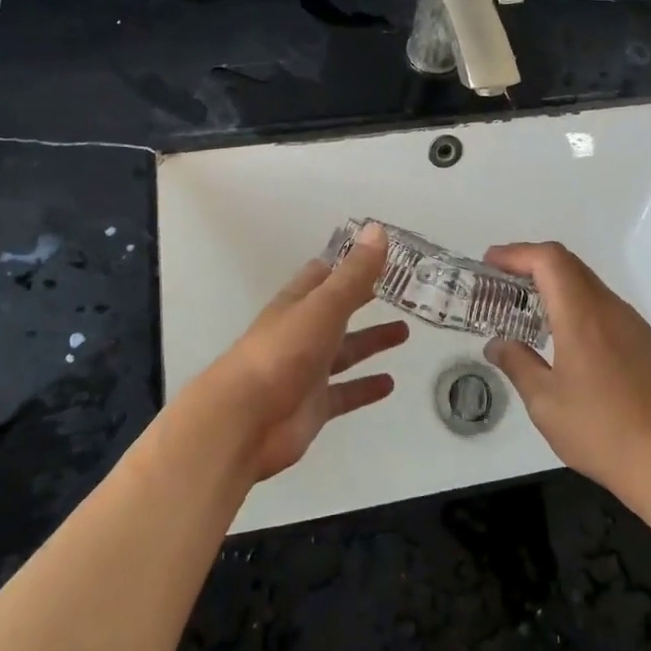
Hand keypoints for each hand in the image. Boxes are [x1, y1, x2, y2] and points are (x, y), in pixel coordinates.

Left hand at [193, 223, 407, 483]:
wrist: (245, 421)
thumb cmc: (283, 353)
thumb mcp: (324, 306)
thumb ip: (354, 274)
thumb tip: (378, 229)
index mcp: (298, 303)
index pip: (324, 274)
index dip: (350, 263)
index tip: (381, 253)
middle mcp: (302, 333)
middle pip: (338, 311)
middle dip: (365, 299)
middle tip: (402, 291)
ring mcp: (307, 371)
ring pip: (345, 351)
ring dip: (371, 341)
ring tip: (405, 332)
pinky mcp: (313, 406)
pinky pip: (345, 393)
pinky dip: (365, 387)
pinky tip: (390, 383)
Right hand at [482, 242, 650, 506]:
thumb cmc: (600, 431)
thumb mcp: (545, 402)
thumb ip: (517, 364)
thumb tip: (497, 344)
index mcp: (582, 315)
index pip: (549, 260)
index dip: (516, 253)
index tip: (489, 263)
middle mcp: (610, 309)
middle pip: (569, 264)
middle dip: (531, 263)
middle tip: (500, 281)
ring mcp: (632, 324)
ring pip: (588, 283)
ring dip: (555, 283)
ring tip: (526, 307)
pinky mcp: (644, 343)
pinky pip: (603, 306)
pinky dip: (575, 303)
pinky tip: (562, 335)